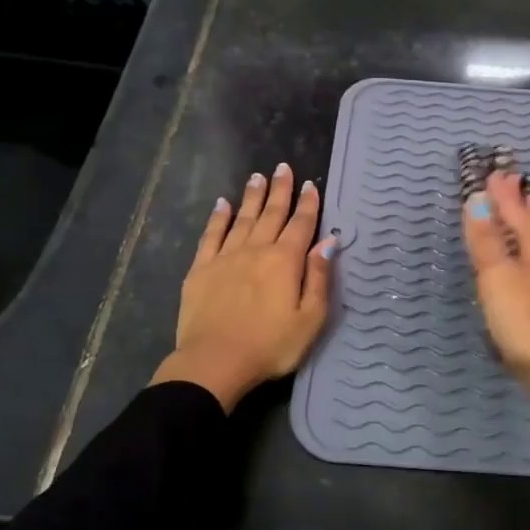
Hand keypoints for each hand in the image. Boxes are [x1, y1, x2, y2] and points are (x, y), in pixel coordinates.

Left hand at [152, 163, 334, 412]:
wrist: (215, 362)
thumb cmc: (270, 346)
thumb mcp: (310, 319)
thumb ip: (319, 278)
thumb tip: (328, 243)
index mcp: (285, 262)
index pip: (301, 225)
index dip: (308, 205)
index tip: (310, 185)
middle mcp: (256, 250)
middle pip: (271, 214)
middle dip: (280, 190)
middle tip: (283, 168)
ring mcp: (225, 257)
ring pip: (242, 219)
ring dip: (252, 197)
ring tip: (257, 177)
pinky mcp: (200, 269)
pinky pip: (211, 235)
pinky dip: (218, 218)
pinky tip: (222, 204)